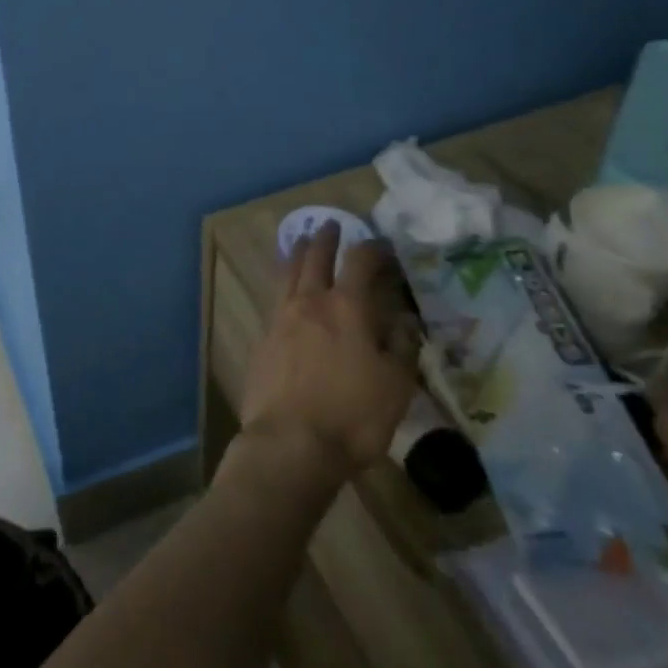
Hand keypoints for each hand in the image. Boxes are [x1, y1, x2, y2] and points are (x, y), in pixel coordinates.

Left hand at [239, 221, 419, 490]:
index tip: (382, 244)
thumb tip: (406, 320)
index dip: (372, 248)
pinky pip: (274, 299)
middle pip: (315, 257)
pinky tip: (285, 291)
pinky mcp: (262, 338)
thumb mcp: (395, 386)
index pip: (360, 262)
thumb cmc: (352, 416)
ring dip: (298, 253)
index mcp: (347, 308)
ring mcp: (281, 318)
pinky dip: (283, 284)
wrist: (290, 442)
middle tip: (330, 224)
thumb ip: (401, 347)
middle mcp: (310, 302)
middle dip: (326, 238)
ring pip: (288, 273)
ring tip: (302, 242)